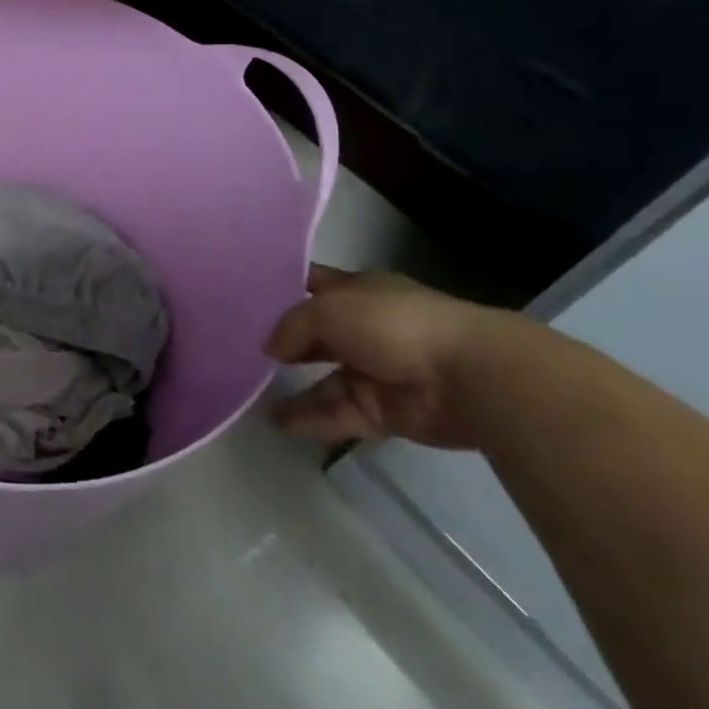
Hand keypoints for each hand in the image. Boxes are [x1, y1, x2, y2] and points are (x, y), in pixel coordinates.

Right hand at [263, 266, 519, 449]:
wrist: (468, 377)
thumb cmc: (392, 324)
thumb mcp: (327, 310)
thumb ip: (291, 326)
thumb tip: (271, 348)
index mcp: (358, 292)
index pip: (312, 285)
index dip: (282, 288)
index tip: (246, 296)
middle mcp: (364, 328)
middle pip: (315, 335)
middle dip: (284, 343)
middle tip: (241, 351)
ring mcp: (375, 371)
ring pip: (325, 380)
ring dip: (293, 388)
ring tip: (251, 394)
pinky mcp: (383, 411)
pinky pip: (339, 413)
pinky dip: (311, 418)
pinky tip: (278, 423)